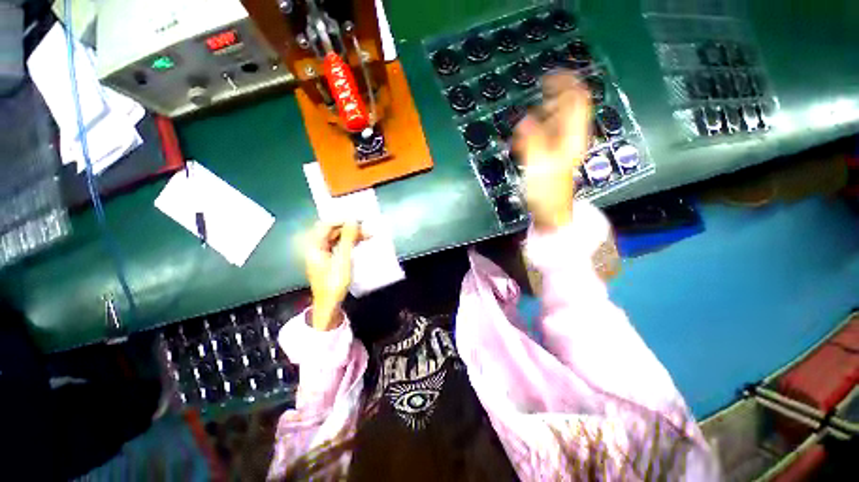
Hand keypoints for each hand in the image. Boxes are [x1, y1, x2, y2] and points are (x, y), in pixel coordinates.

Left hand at [305, 221, 367, 330]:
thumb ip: (347, 238)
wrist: (329, 305)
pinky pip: (341, 246)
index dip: (342, 219)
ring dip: (353, 235)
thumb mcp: (343, 259)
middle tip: (367, 228)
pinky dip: (351, 242)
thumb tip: (353, 220)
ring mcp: (324, 253)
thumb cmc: (334, 282)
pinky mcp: (331, 259)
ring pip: (338, 238)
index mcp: (314, 245)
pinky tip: (362, 242)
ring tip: (369, 235)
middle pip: (333, 231)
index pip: (327, 224)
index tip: (359, 219)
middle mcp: (317, 247)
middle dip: (350, 228)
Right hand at [513, 72, 591, 231]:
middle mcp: (571, 136)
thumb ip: (532, 140)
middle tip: (535, 99)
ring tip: (525, 125)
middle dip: (551, 99)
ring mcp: (563, 144)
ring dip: (540, 116)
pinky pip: (547, 133)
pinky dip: (535, 131)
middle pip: (568, 107)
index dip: (566, 84)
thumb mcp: (539, 164)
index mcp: (573, 135)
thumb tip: (524, 119)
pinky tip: (523, 140)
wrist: (551, 209)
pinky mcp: (553, 153)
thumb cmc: (547, 189)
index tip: (549, 76)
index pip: (577, 100)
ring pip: (556, 120)